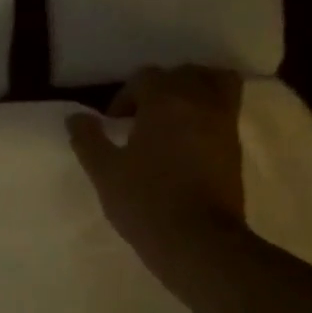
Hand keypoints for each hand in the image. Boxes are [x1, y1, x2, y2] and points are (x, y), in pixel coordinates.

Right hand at [67, 66, 244, 280]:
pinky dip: (208, 109)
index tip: (113, 124)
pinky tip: (188, 136)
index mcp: (165, 102)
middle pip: (183, 73)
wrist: (196, 239)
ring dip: (192, 89)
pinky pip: (226, 108)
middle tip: (141, 116)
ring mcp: (224, 122)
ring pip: (214, 82)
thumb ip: (88, 139)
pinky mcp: (235, 145)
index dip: (124, 96)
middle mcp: (200, 101)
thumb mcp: (104, 172)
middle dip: (159, 88)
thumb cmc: (144, 201)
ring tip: (172, 116)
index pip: (145, 78)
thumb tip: (75, 117)